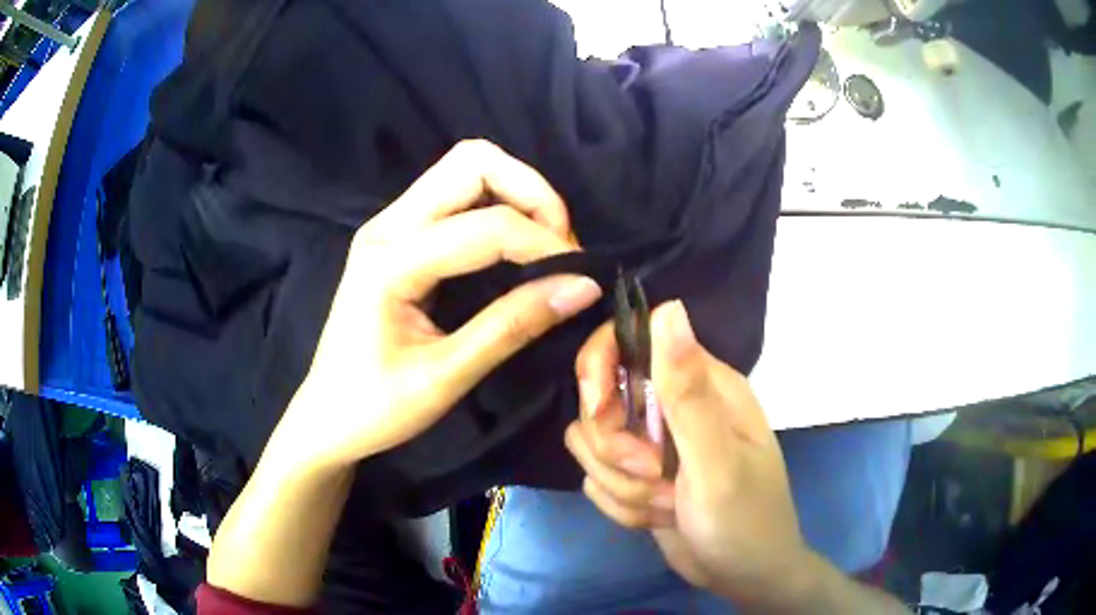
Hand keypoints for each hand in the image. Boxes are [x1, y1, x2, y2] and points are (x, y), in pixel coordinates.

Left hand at [282, 140, 601, 468]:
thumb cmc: (376, 408)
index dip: (544, 243)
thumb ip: (513, 325)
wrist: (327, 418)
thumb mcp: (446, 376)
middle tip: (562, 245)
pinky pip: (455, 194)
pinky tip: (515, 244)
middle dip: (532, 193)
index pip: (485, 226)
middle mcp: (386, 227)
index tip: (581, 276)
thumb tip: (582, 287)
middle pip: (472, 162)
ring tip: (546, 243)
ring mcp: (388, 225)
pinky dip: (497, 205)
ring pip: (465, 169)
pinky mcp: (396, 235)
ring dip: (516, 193)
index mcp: (389, 262)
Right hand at [565, 301, 809, 604]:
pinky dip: (622, 504)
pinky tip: (659, 518)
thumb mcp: (718, 463)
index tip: (600, 411)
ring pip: (592, 444)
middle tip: (652, 475)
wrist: (744, 576)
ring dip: (621, 483)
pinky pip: (597, 479)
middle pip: (599, 399)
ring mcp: (653, 443)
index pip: (628, 341)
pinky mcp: (638, 476)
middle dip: (614, 447)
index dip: (601, 369)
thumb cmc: (745, 520)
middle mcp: (674, 406)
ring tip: (666, 503)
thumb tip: (667, 308)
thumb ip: (689, 392)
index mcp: (701, 385)